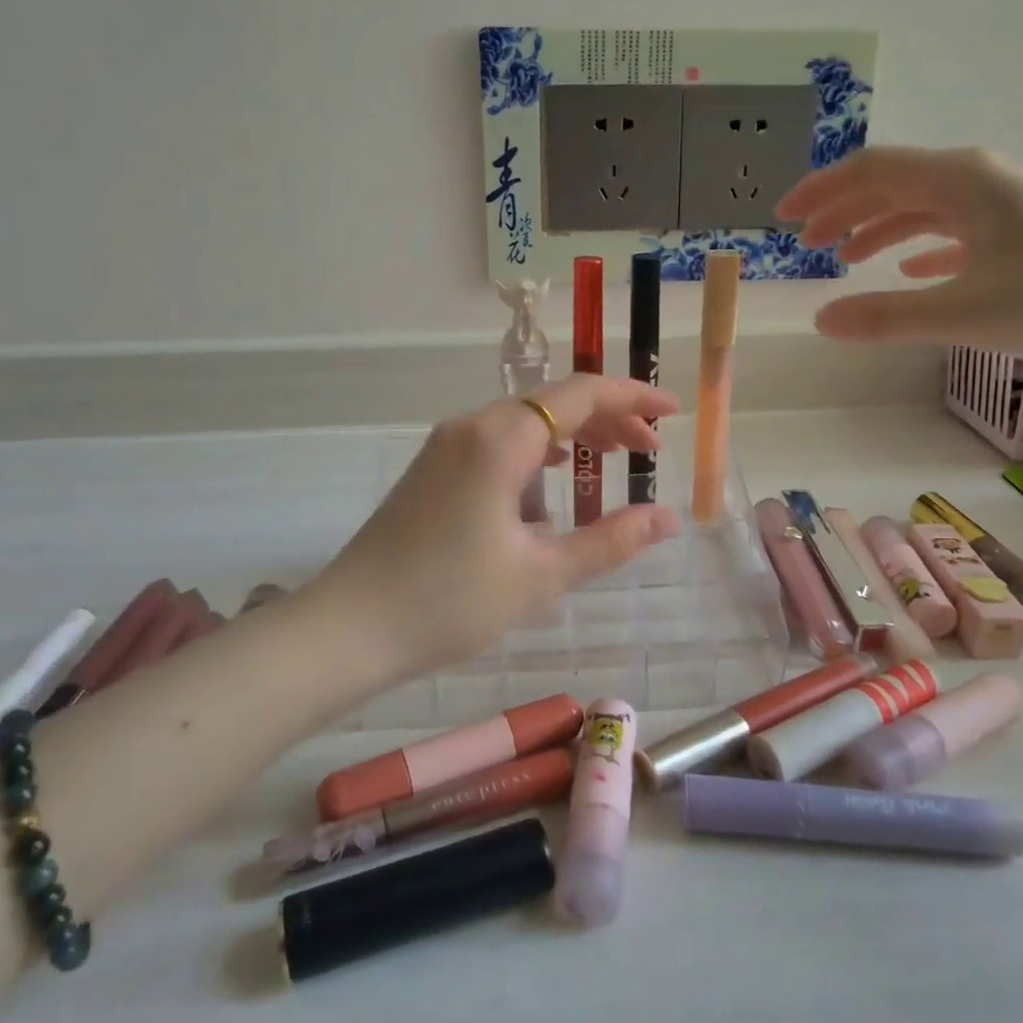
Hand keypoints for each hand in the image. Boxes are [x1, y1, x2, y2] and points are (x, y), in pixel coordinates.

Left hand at [310, 375, 681, 677]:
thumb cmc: (449, 601)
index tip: (672, 411)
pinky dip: (538, 450)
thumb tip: (668, 518)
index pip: (581, 394)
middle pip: (553, 402)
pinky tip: (551, 479)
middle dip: (607, 418)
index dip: (631, 398)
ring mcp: (446, 444)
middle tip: (649, 450)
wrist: (349, 628)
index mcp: (501, 439)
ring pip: (525, 421)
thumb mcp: (541, 576)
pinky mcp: (433, 468)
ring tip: (611, 459)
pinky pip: (499, 441)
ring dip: (572, 434)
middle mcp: (472, 425)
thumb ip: (610, 541)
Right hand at [776, 144, 1022, 354]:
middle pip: (894, 182)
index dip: (821, 191)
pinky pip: (957, 226)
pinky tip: (913, 267)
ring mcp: (1005, 200)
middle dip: (843, 209)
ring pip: (924, 204)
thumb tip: (821, 321)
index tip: (783, 218)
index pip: (871, 170)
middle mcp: (978, 178)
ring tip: (846, 257)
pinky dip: (923, 243)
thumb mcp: (965, 312)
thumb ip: (887, 316)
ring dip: (879, 226)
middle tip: (805, 242)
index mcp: (959, 181)